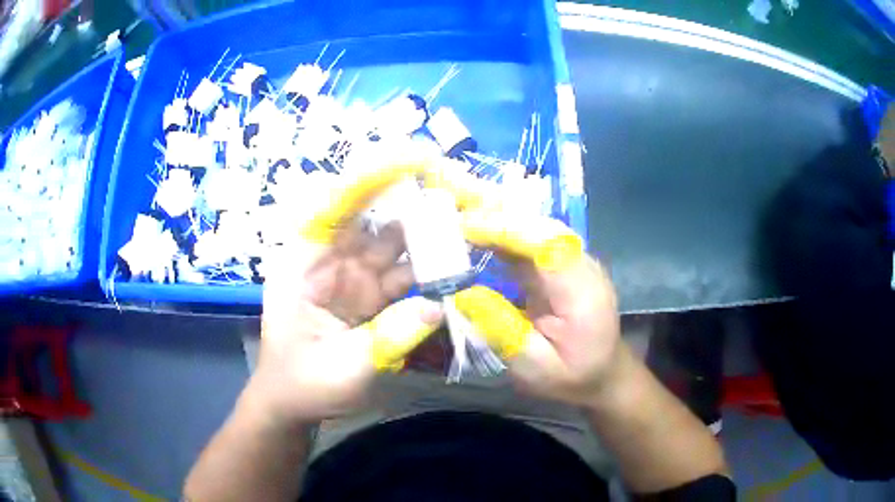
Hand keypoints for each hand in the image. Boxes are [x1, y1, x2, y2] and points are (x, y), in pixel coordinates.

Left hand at [246, 161, 443, 425]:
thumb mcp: (340, 369)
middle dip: (414, 196)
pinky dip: (432, 266)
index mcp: (304, 262)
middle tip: (459, 183)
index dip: (373, 177)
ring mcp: (355, 274)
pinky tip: (459, 261)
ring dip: (430, 229)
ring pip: (396, 240)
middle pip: (374, 214)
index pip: (336, 204)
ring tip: (470, 217)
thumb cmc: (302, 384)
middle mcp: (331, 257)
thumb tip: (437, 306)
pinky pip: (407, 271)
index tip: (416, 157)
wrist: (295, 402)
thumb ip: (386, 339)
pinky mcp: (374, 293)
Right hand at [430, 163, 621, 406]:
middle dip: (496, 215)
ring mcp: (573, 260)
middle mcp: (583, 266)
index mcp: (583, 293)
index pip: (547, 246)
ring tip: (455, 214)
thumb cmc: (570, 376)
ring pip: (535, 226)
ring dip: (496, 217)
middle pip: (541, 226)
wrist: (602, 371)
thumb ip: (503, 332)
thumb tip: (463, 294)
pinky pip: (530, 238)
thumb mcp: (534, 369)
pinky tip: (475, 230)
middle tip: (450, 211)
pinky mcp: (561, 262)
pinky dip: (501, 231)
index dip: (506, 230)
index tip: (464, 226)